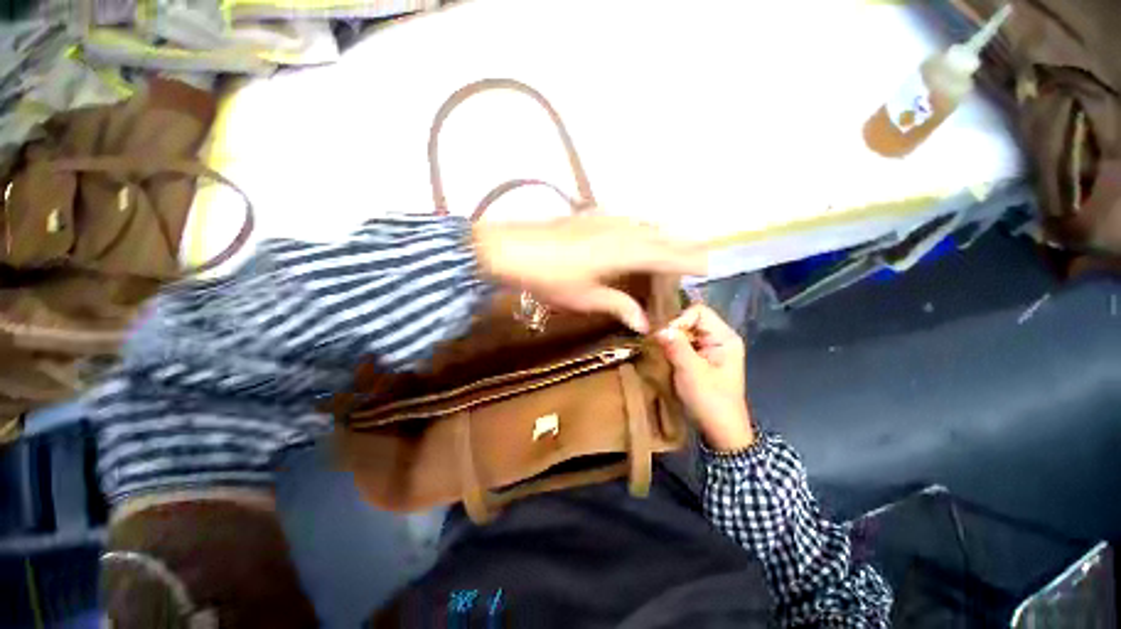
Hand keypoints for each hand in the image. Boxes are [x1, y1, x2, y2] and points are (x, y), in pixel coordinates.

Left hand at [474, 213, 707, 331]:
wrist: (513, 248)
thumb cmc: (551, 278)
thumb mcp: (586, 297)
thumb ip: (619, 306)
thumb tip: (644, 324)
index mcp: (626, 251)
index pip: (668, 255)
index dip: (690, 260)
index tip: (708, 265)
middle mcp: (622, 230)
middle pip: (661, 237)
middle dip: (680, 248)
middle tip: (692, 260)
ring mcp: (606, 218)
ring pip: (644, 226)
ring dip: (659, 238)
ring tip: (666, 252)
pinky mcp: (591, 215)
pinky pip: (626, 221)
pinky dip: (638, 231)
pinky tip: (631, 239)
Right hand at [655, 304, 754, 451]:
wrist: (720, 431)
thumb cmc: (710, 401)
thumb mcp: (691, 373)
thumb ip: (676, 347)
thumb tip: (658, 328)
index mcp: (725, 337)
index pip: (699, 312)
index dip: (679, 319)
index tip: (663, 336)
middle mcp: (718, 338)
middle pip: (691, 319)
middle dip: (673, 329)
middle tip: (656, 342)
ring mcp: (709, 348)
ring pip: (685, 331)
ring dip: (670, 339)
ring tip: (657, 348)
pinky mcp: (700, 358)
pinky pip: (682, 343)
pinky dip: (671, 346)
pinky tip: (662, 355)